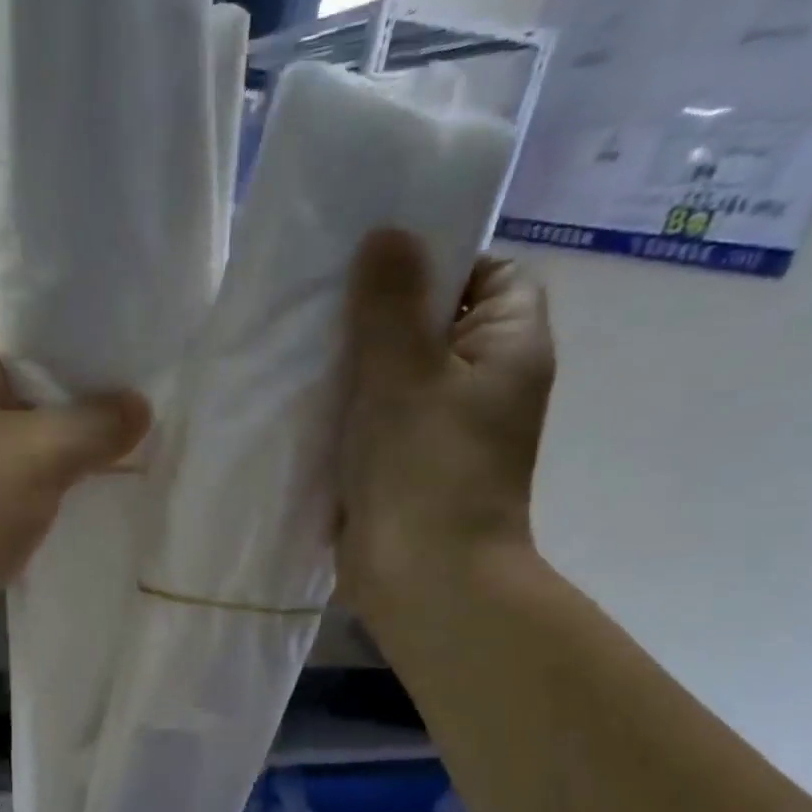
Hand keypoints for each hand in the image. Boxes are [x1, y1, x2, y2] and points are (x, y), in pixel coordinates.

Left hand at [0, 328, 150, 656]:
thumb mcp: (39, 456)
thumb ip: (96, 425)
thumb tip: (139, 407)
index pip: (32, 336)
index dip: (87, 347)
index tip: (141, 366)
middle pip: (36, 394)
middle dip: (90, 408)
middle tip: (151, 419)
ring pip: (30, 448)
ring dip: (75, 456)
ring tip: (136, 459)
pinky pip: (20, 492)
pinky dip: (53, 495)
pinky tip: (94, 504)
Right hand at [337, 229, 556, 615]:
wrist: (422, 579)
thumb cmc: (426, 470)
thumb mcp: (406, 373)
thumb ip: (392, 303)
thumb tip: (387, 232)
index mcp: (509, 347)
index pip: (490, 273)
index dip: (440, 258)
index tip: (379, 263)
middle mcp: (484, 384)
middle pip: (436, 323)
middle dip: (382, 312)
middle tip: (323, 298)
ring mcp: (442, 430)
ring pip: (398, 375)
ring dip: (356, 364)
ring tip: (302, 343)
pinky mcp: (404, 467)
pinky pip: (375, 419)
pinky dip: (346, 408)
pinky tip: (302, 397)